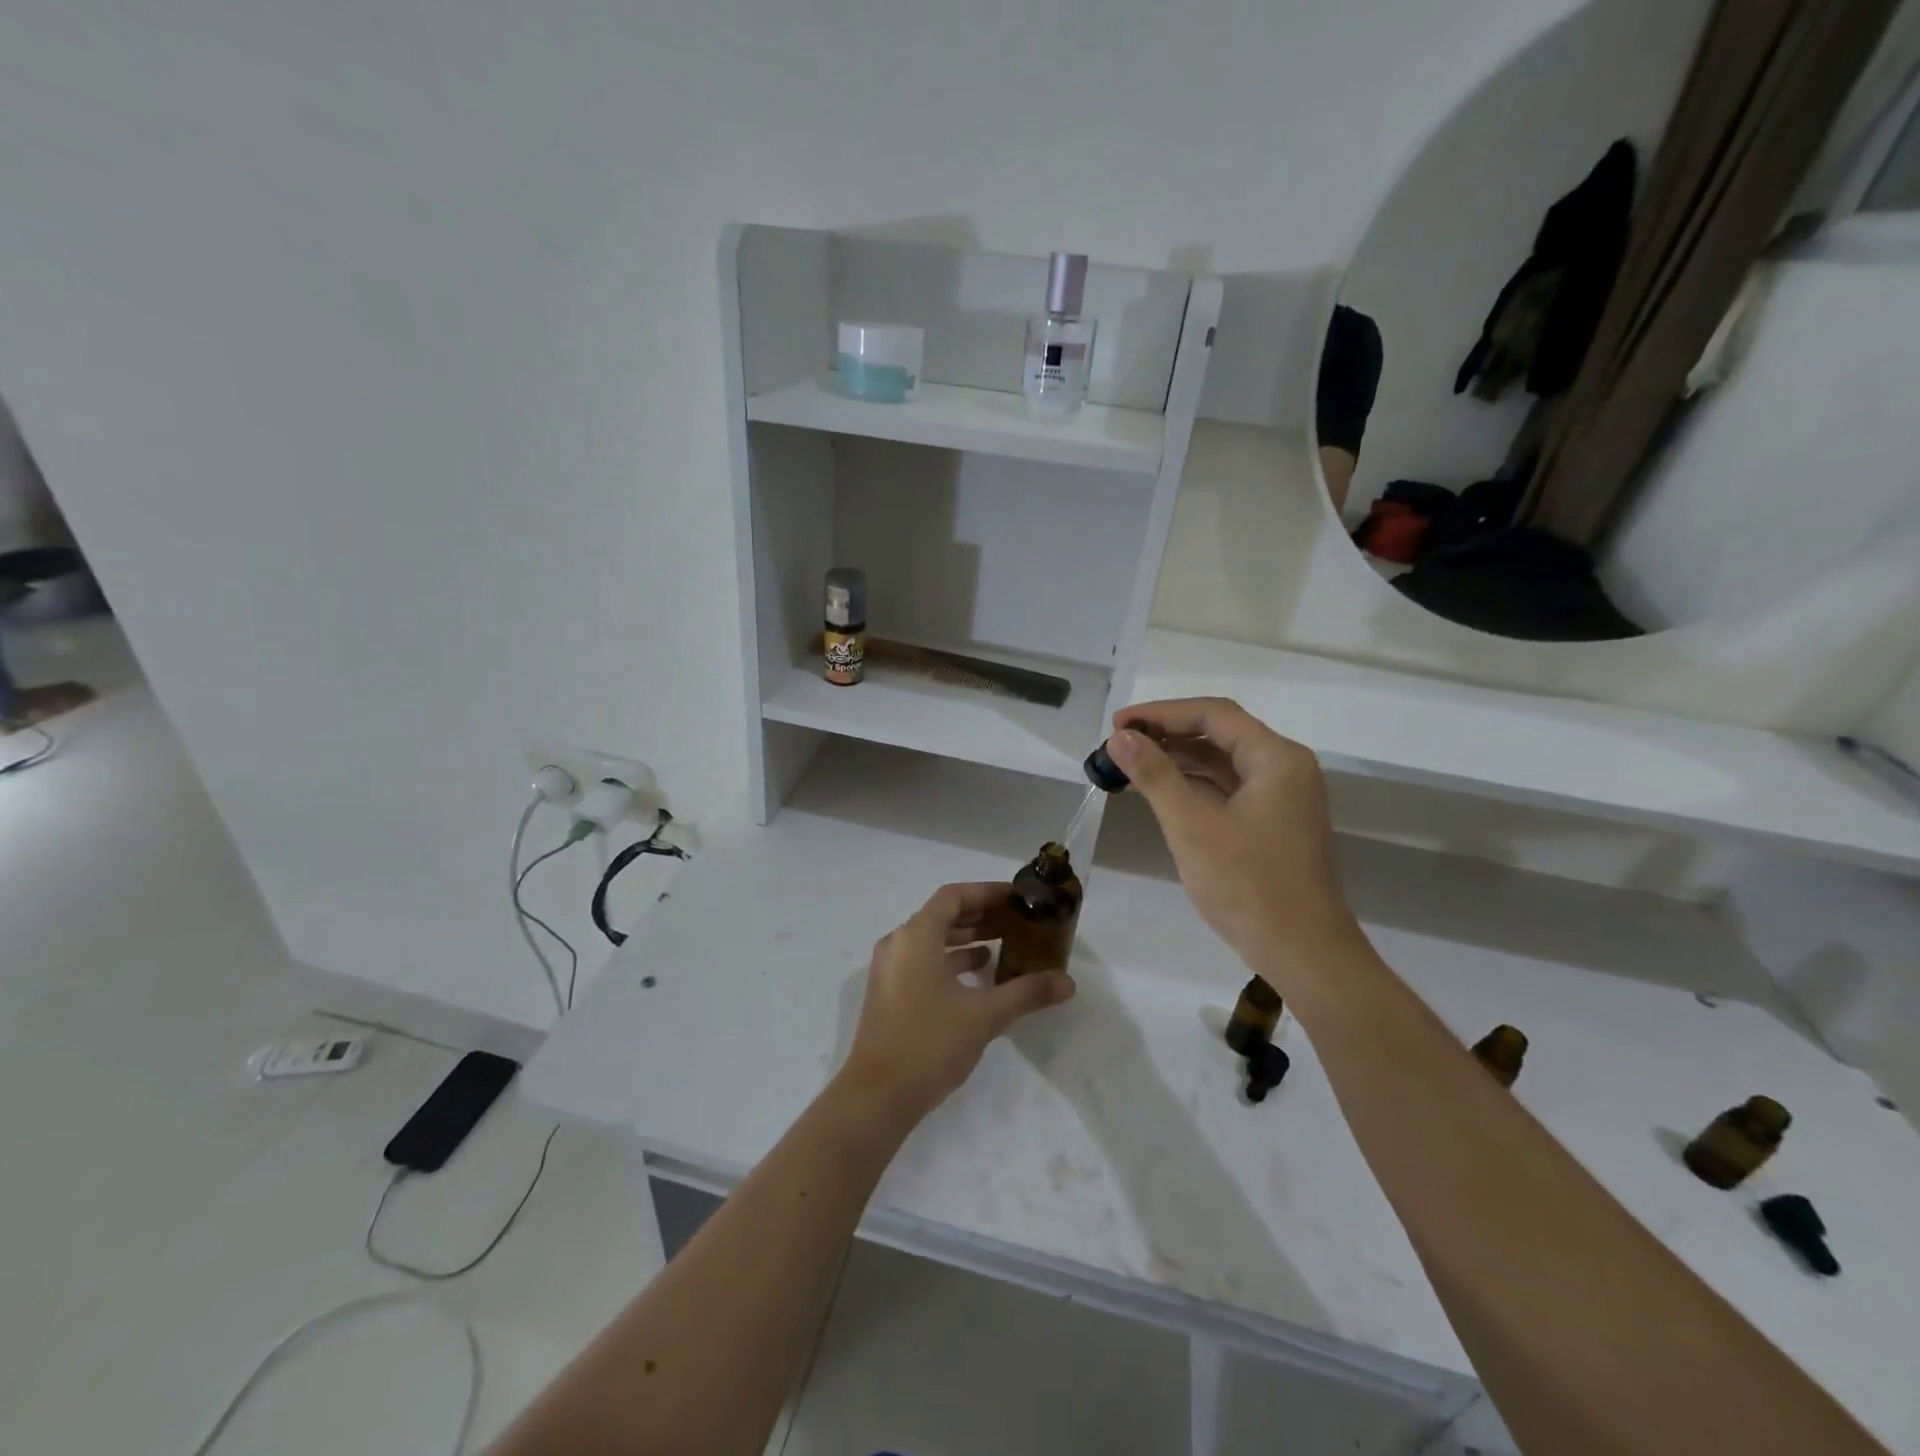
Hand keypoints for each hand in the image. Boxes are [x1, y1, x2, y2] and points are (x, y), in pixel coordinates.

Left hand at [838, 882, 1074, 1124]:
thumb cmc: (929, 1043)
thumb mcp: (985, 1016)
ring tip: (1004, 947)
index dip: (987, 892)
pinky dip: (951, 961)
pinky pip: (923, 962)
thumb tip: (1068, 983)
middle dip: (981, 916)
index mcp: (916, 936)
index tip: (1017, 899)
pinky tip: (978, 978)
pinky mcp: (889, 994)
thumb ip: (1026, 993)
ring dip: (966, 939)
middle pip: (942, 915)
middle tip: (1017, 922)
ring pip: (932, 940)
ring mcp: (890, 970)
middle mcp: (898, 944)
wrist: (877, 1097)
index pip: (953, 896)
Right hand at [1106, 698, 1357, 982]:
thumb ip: (1155, 775)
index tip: (1118, 724)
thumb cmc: (1248, 885)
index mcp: (1276, 759)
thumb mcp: (1192, 826)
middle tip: (1119, 743)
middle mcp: (1285, 768)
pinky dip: (1195, 785)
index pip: (1213, 714)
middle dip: (1168, 733)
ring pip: (1223, 762)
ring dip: (1179, 759)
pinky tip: (1161, 791)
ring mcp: (1282, 797)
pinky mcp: (1274, 823)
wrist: (1303, 952)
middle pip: (1220, 733)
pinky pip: (1229, 788)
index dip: (1161, 713)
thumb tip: (1120, 738)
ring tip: (1131, 763)